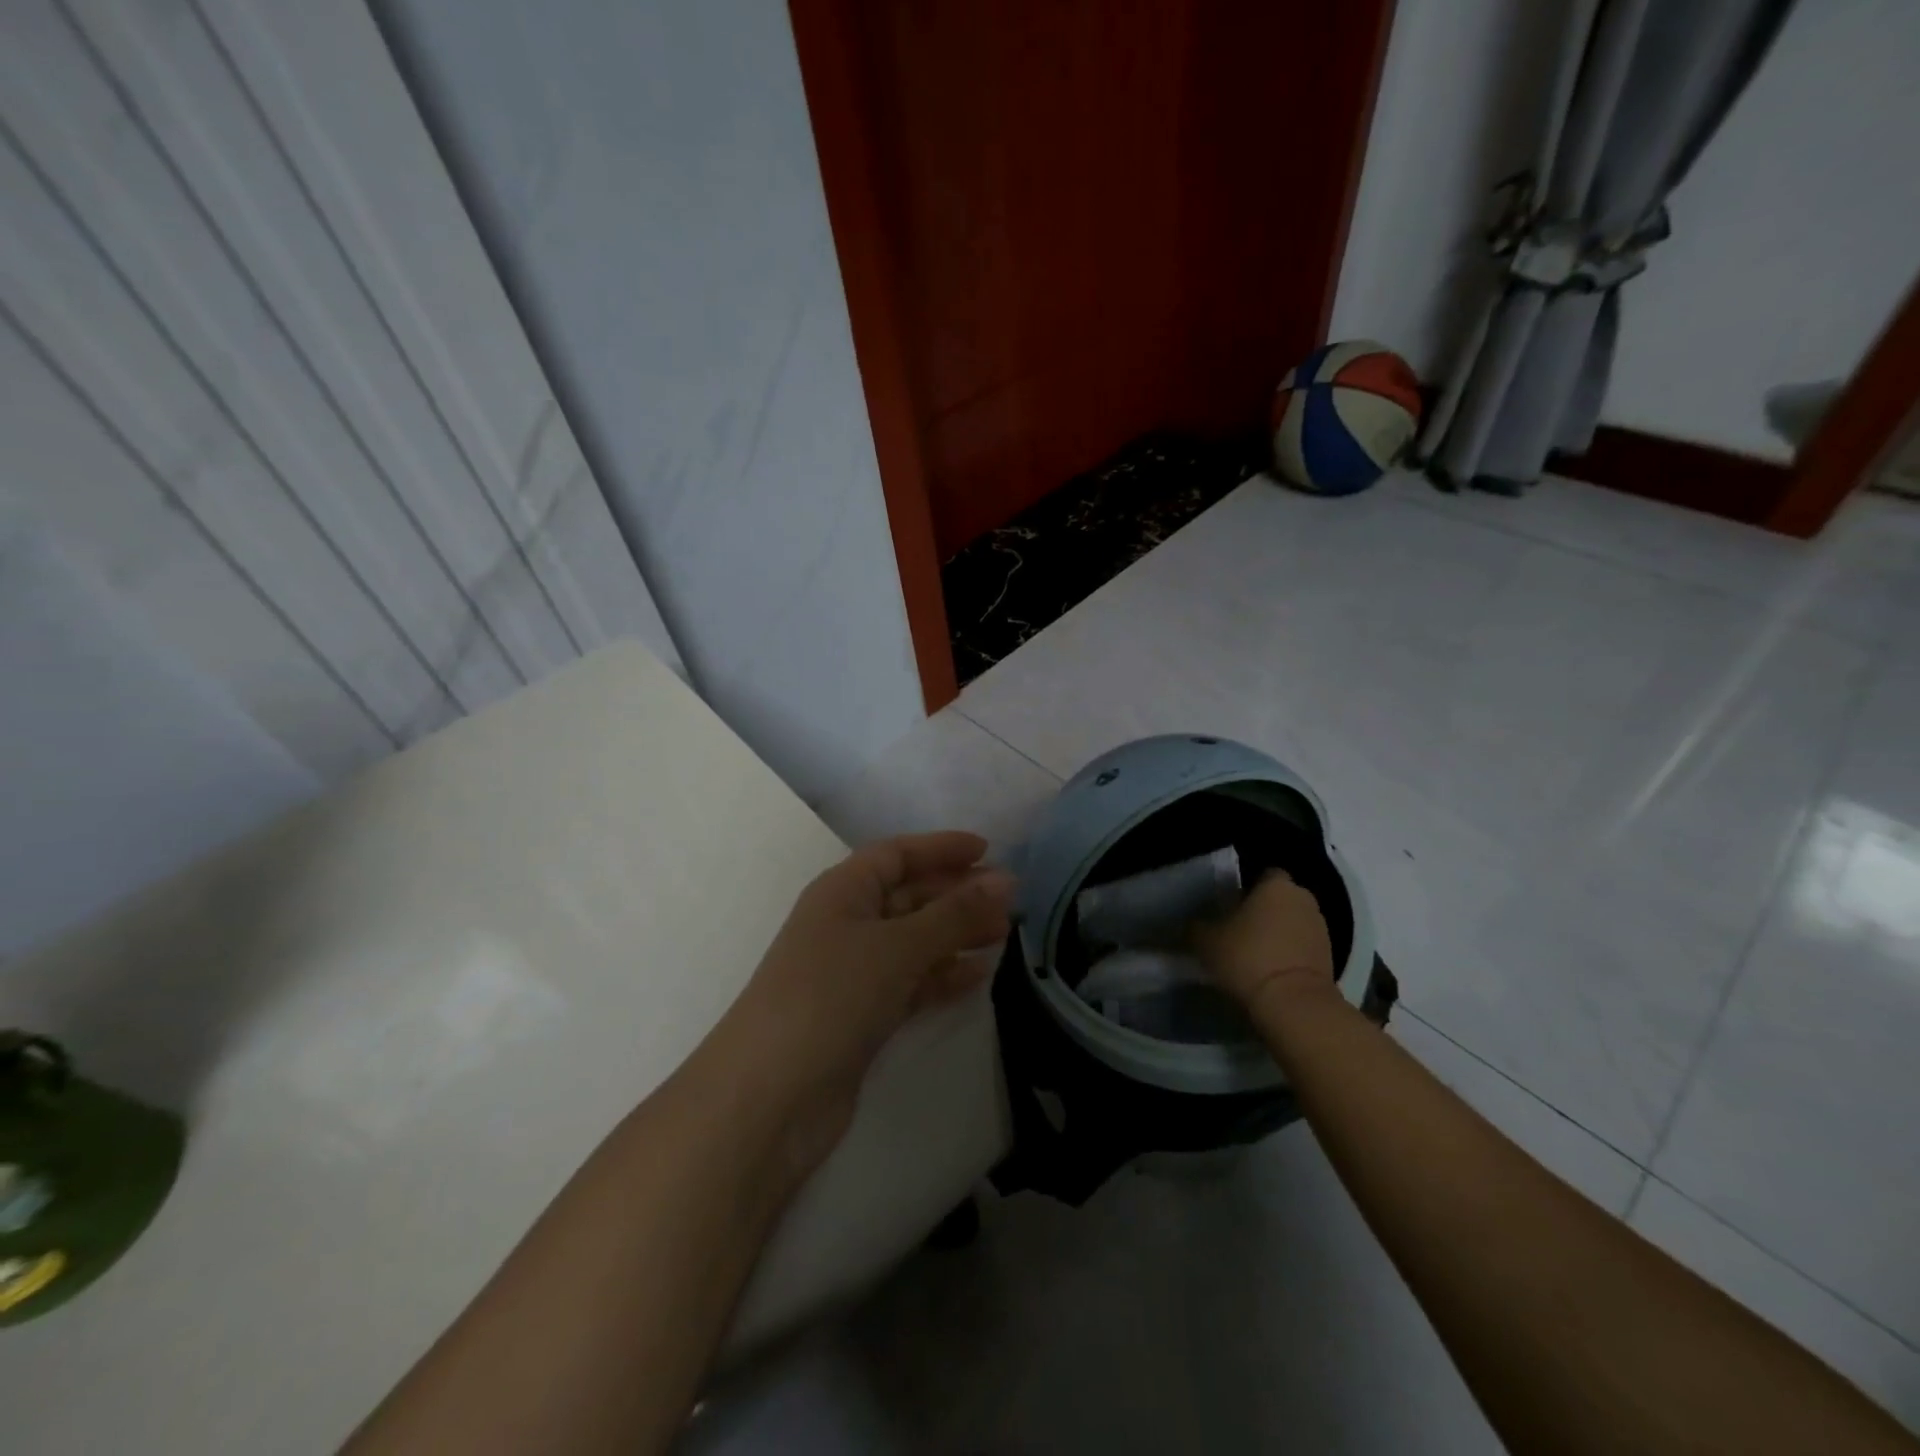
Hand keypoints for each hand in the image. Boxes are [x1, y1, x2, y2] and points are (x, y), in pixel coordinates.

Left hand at [701, 832, 1014, 1182]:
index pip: (896, 854)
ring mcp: (852, 972)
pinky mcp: (861, 1015)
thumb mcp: (897, 946)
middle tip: (1010, 900)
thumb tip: (1006, 880)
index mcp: (842, 891)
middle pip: (908, 895)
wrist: (770, 1097)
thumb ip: (954, 914)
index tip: (988, 850)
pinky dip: (941, 976)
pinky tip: (977, 976)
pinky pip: (910, 982)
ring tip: (1003, 935)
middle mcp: (845, 924)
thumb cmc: (831, 996)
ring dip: (955, 934)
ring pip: (913, 940)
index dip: (940, 848)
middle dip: (956, 894)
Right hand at [1192, 870, 1333, 1011]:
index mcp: (1276, 885)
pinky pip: (1304, 946)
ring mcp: (1321, 928)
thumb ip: (1196, 926)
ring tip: (1256, 953)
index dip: (1247, 887)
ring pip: (1294, 922)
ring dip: (1280, 932)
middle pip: (1281, 898)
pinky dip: (1291, 953)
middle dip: (1264, 909)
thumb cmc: (1248, 958)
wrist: (1294, 1004)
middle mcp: (1303, 898)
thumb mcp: (1205, 941)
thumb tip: (1191, 924)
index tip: (1231, 904)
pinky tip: (1272, 970)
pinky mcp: (1331, 957)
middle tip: (1240, 928)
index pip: (1264, 874)